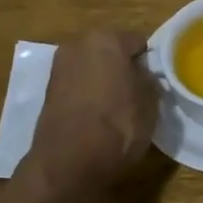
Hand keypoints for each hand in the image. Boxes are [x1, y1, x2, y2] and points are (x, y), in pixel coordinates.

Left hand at [28, 29, 157, 200]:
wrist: (68, 164)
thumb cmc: (118, 126)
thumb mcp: (150, 102)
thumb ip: (149, 79)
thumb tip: (143, 74)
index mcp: (107, 38)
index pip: (138, 42)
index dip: (149, 62)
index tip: (155, 82)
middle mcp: (78, 44)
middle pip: (110, 51)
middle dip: (123, 67)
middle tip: (136, 93)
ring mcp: (59, 67)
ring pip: (92, 68)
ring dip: (103, 81)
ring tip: (116, 108)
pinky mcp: (47, 91)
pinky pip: (77, 85)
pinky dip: (87, 95)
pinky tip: (97, 116)